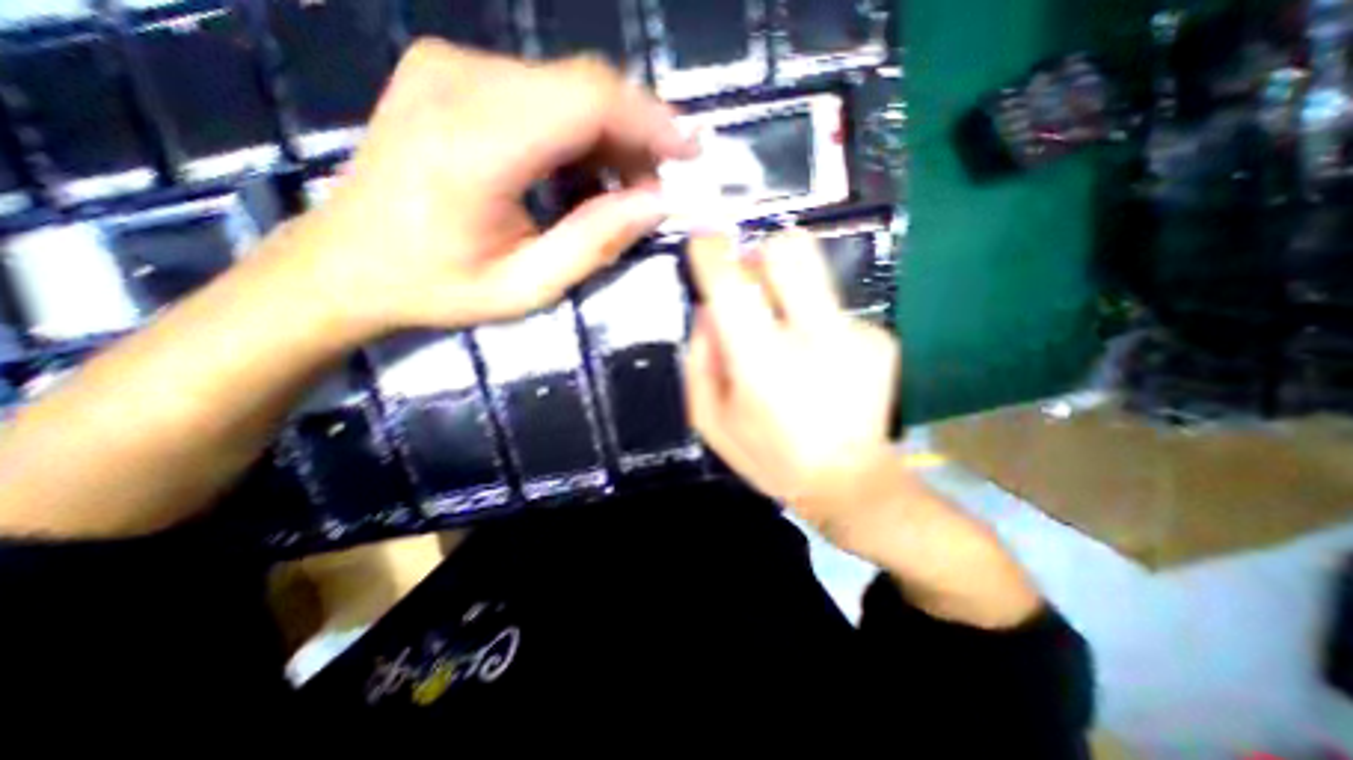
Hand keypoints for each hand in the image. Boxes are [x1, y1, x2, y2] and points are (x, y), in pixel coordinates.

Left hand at [282, 42, 691, 338]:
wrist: (349, 262)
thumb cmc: (439, 287)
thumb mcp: (527, 287)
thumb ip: (595, 243)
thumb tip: (656, 205)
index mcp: (474, 147)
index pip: (587, 102)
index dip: (650, 122)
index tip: (690, 153)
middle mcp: (458, 84)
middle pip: (582, 87)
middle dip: (634, 137)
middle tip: (651, 190)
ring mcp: (449, 67)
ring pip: (565, 87)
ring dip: (607, 138)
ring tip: (617, 191)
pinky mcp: (449, 72)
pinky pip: (539, 91)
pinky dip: (576, 131)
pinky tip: (577, 174)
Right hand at [687, 233, 1042, 627]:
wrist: (851, 483)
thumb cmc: (769, 457)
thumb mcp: (710, 419)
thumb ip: (699, 358)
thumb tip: (707, 306)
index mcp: (762, 364)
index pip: (731, 284)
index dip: (711, 251)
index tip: (703, 242)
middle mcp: (815, 336)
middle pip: (790, 249)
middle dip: (762, 251)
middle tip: (752, 279)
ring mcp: (857, 332)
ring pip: (813, 275)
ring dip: (788, 294)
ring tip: (788, 341)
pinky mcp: (881, 336)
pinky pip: (833, 308)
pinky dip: (815, 323)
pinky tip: (820, 362)